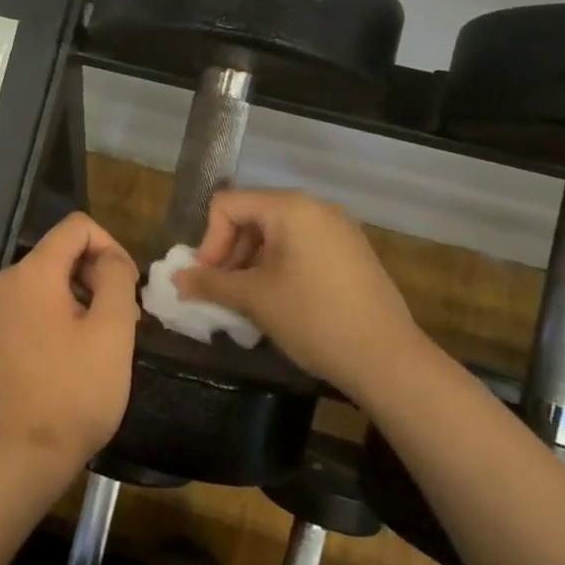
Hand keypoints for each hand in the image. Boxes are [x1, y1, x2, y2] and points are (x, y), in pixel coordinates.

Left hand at [0, 212, 139, 477]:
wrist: (23, 455)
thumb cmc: (75, 391)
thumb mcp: (113, 330)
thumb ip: (116, 278)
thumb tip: (109, 259)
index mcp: (32, 272)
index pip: (77, 227)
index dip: (111, 246)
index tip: (128, 287)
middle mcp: (6, 282)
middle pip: (61, 253)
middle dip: (97, 275)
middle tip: (123, 321)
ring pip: (48, 282)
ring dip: (81, 298)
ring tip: (102, 342)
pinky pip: (32, 307)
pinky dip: (58, 316)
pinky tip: (73, 355)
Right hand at [175, 189, 423, 393]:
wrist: (387, 359)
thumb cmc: (313, 319)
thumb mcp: (253, 299)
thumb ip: (209, 282)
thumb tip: (176, 278)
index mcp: (289, 208)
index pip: (226, 205)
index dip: (209, 241)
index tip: (209, 279)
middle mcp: (314, 208)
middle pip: (251, 215)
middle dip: (229, 252)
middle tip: (223, 292)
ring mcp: (337, 229)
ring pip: (275, 233)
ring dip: (251, 262)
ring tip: (248, 301)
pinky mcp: (351, 252)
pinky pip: (301, 246)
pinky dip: (279, 266)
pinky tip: (280, 301)